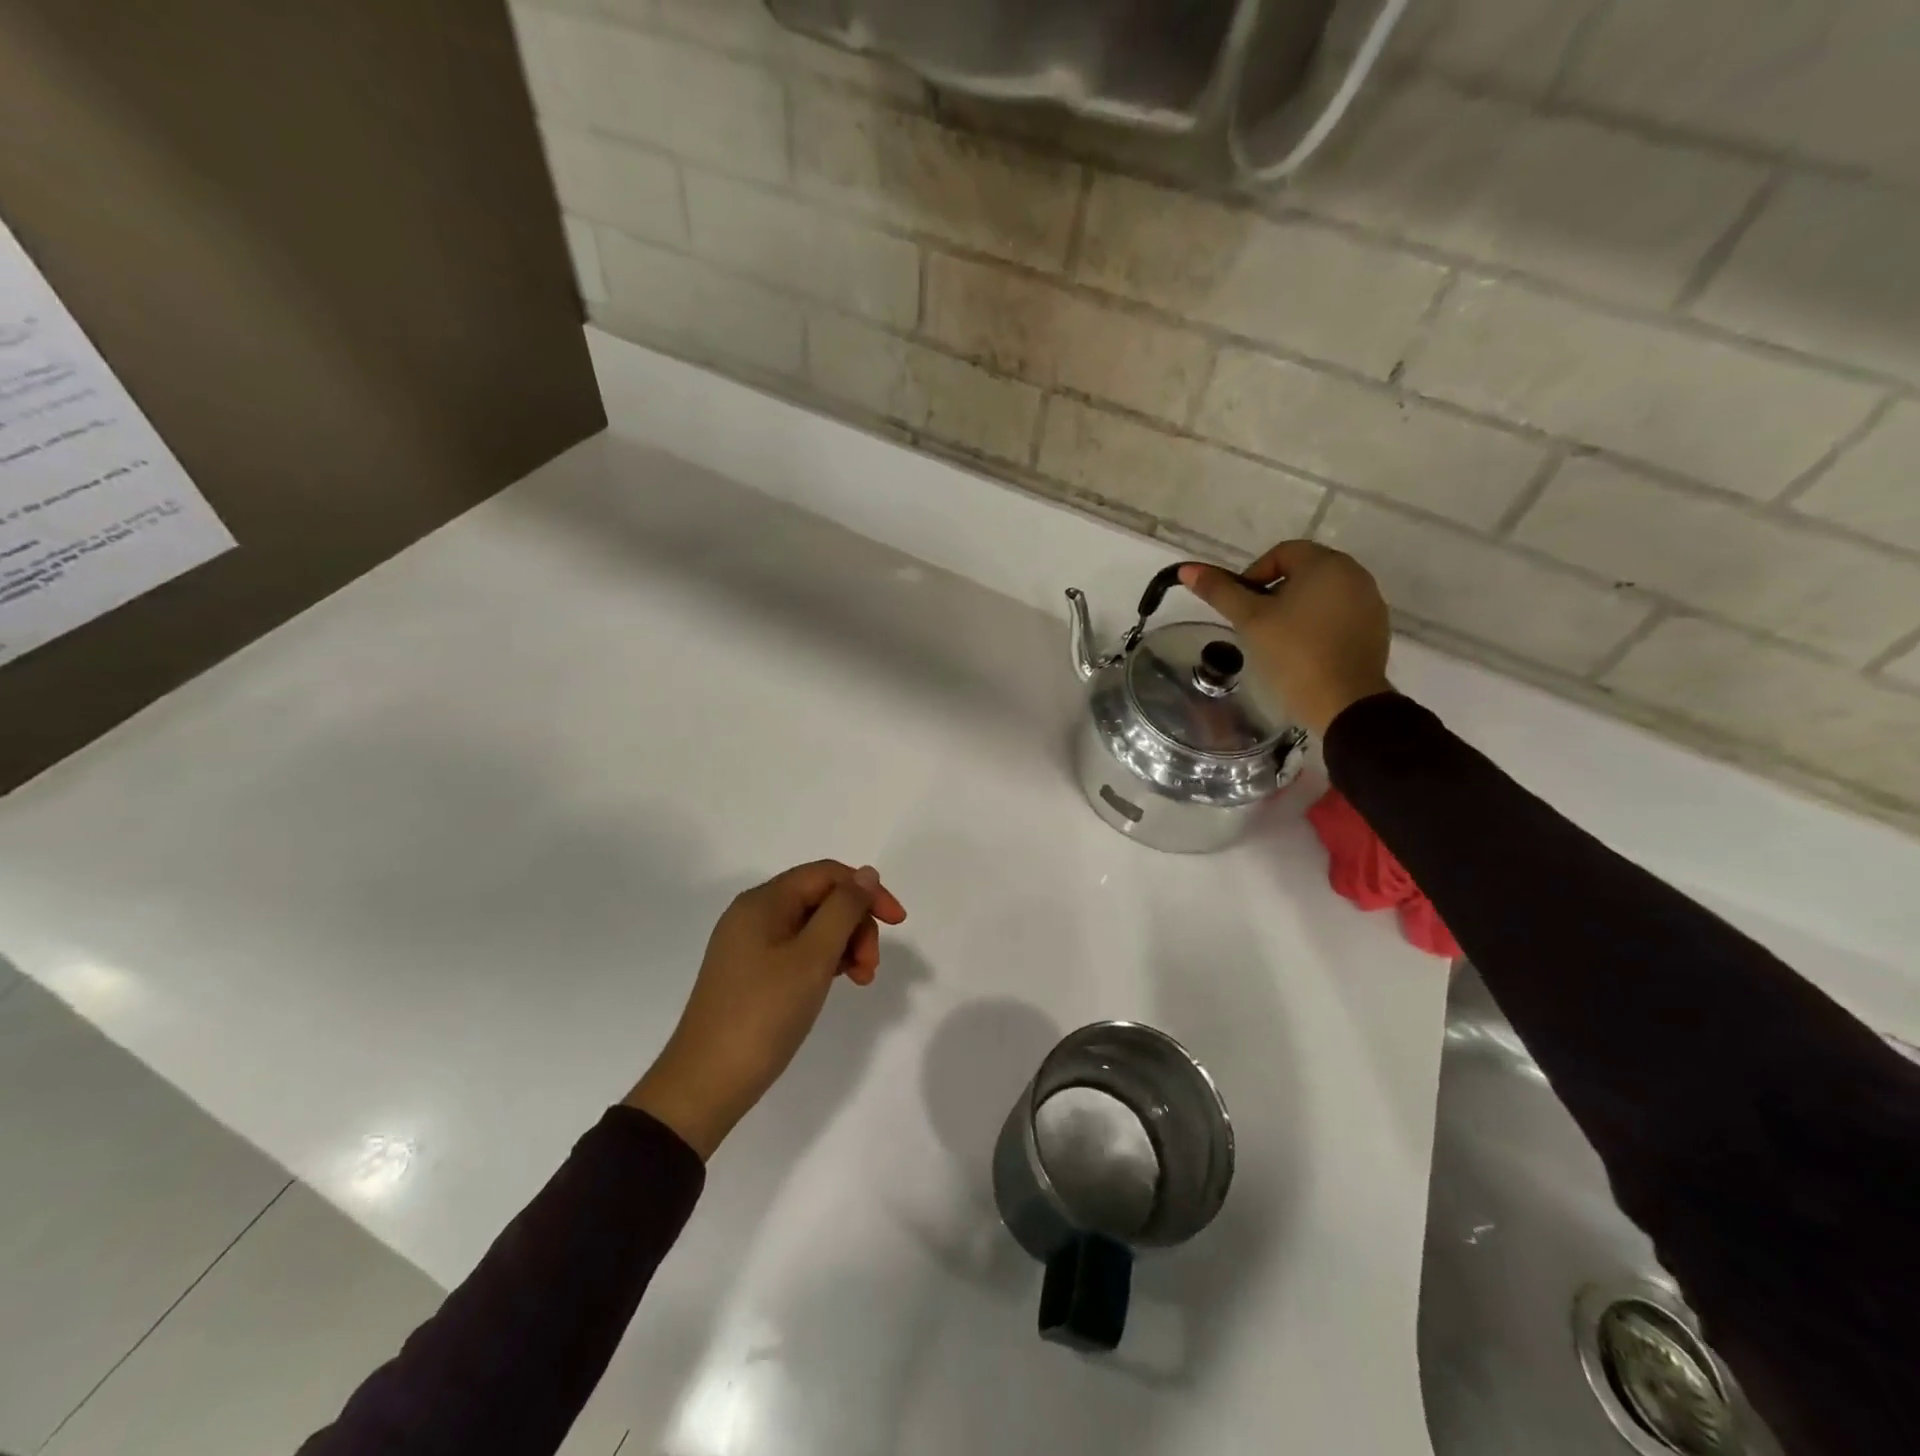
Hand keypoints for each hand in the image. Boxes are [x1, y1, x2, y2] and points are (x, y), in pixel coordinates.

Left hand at [626, 861, 907, 1159]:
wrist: (706, 1084)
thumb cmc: (763, 1014)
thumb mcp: (812, 958)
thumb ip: (844, 910)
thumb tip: (866, 874)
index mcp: (764, 901)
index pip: (827, 874)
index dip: (867, 891)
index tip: (898, 923)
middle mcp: (754, 914)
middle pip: (821, 899)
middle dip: (856, 924)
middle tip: (871, 968)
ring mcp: (751, 945)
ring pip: (813, 926)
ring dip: (845, 945)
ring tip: (860, 980)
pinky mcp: (752, 973)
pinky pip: (799, 950)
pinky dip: (825, 961)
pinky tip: (837, 983)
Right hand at [1179, 541, 1391, 736]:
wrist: (1344, 702)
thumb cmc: (1293, 653)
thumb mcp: (1250, 620)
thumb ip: (1220, 591)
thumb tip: (1186, 569)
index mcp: (1325, 563)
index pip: (1280, 553)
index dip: (1253, 576)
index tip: (1242, 608)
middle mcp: (1353, 574)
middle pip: (1302, 571)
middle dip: (1274, 593)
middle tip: (1256, 625)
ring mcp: (1369, 601)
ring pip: (1320, 593)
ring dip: (1295, 608)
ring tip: (1277, 640)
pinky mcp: (1375, 627)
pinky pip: (1338, 613)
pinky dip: (1317, 624)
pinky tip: (1303, 651)